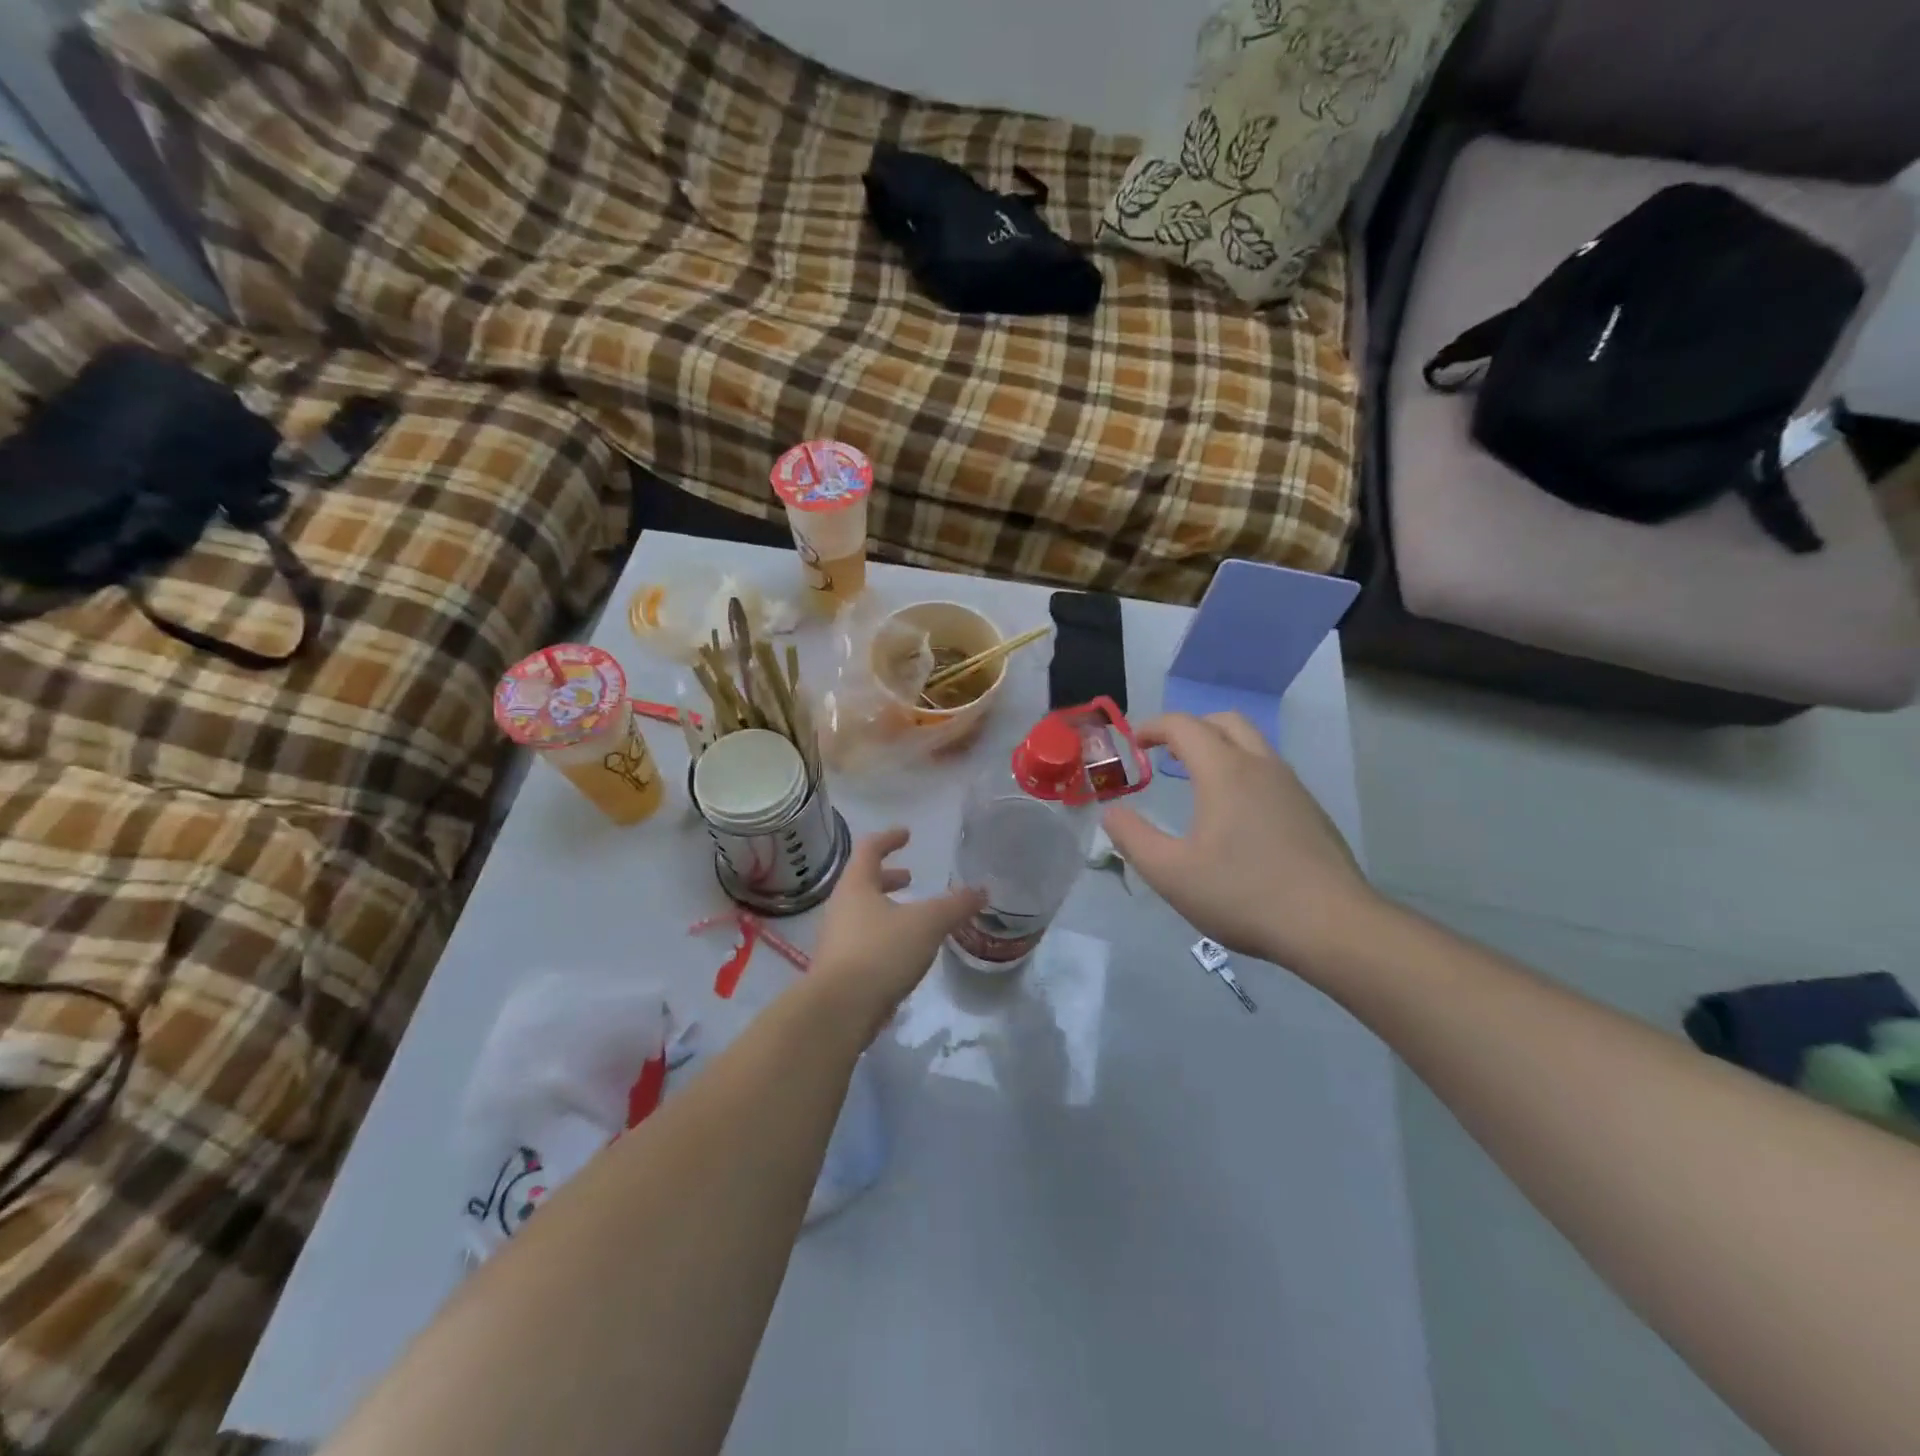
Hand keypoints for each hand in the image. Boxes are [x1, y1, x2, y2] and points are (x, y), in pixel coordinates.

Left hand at [809, 828, 984, 1040]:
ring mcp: (836, 940)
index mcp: (856, 886)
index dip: (889, 838)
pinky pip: (863, 941)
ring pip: (862, 913)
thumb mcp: (927, 924)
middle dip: (888, 877)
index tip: (907, 834)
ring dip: (886, 908)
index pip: (869, 849)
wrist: (839, 1011)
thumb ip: (955, 906)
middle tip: (911, 877)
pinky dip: (884, 936)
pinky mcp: (839, 970)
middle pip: (863, 882)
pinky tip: (904, 953)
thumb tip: (982, 891)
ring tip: (913, 917)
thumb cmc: (881, 952)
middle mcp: (840, 907)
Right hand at [1103, 712, 1378, 974]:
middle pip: (1224, 721)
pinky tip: (1235, 815)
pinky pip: (1270, 771)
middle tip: (1164, 753)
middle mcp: (1261, 766)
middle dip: (1189, 728)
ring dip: (1219, 747)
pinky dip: (1243, 771)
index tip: (1133, 743)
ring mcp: (1292, 786)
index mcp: (1224, 771)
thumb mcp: (1170, 873)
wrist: (1332, 925)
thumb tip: (1111, 813)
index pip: (1183, 725)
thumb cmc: (1243, 894)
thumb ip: (1132, 838)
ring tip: (1195, 780)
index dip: (1152, 727)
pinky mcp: (1310, 810)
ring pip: (1253, 744)